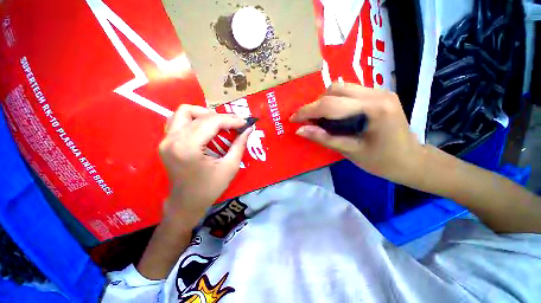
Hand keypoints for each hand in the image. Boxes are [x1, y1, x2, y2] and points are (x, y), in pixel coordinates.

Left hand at [159, 105, 250, 223]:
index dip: (231, 120)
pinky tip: (205, 127)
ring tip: (220, 124)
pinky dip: (193, 118)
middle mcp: (173, 139)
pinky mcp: (165, 142)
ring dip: (205, 114)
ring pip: (185, 112)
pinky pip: (178, 120)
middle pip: (200, 116)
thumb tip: (249, 129)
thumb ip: (239, 145)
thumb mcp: (230, 167)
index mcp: (188, 148)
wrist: (186, 203)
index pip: (212, 122)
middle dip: (222, 117)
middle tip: (236, 124)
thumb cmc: (210, 188)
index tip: (244, 122)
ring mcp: (166, 140)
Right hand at [290, 83, 422, 184]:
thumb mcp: (350, 151)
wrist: (412, 160)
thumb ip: (324, 138)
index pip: (330, 104)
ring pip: (341, 87)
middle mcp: (377, 93)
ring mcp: (380, 91)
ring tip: (320, 119)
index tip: (293, 119)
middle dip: (316, 105)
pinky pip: (349, 92)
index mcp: (373, 108)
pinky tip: (335, 115)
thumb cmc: (383, 161)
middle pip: (335, 89)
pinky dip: (336, 101)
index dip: (307, 111)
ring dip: (325, 101)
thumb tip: (300, 130)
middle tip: (309, 121)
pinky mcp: (379, 94)